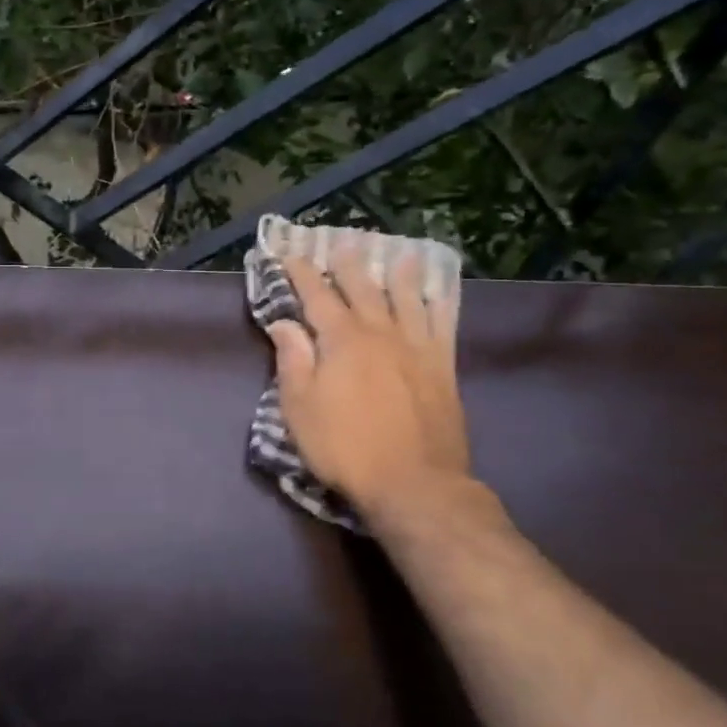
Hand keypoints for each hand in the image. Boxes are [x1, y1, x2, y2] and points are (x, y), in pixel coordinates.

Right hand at [266, 249, 471, 530]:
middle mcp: (380, 333)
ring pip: (407, 299)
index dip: (302, 274)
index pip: (317, 297)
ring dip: (400, 273)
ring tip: (400, 252)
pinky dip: (439, 303)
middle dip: (348, 264)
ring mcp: (416, 348)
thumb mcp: (299, 407)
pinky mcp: (442, 368)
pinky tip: (439, 293)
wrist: (413, 484)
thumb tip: (284, 323)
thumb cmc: (344, 447)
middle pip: (363, 289)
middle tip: (342, 241)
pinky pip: (442, 325)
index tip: (291, 254)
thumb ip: (292, 360)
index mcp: (341, 340)